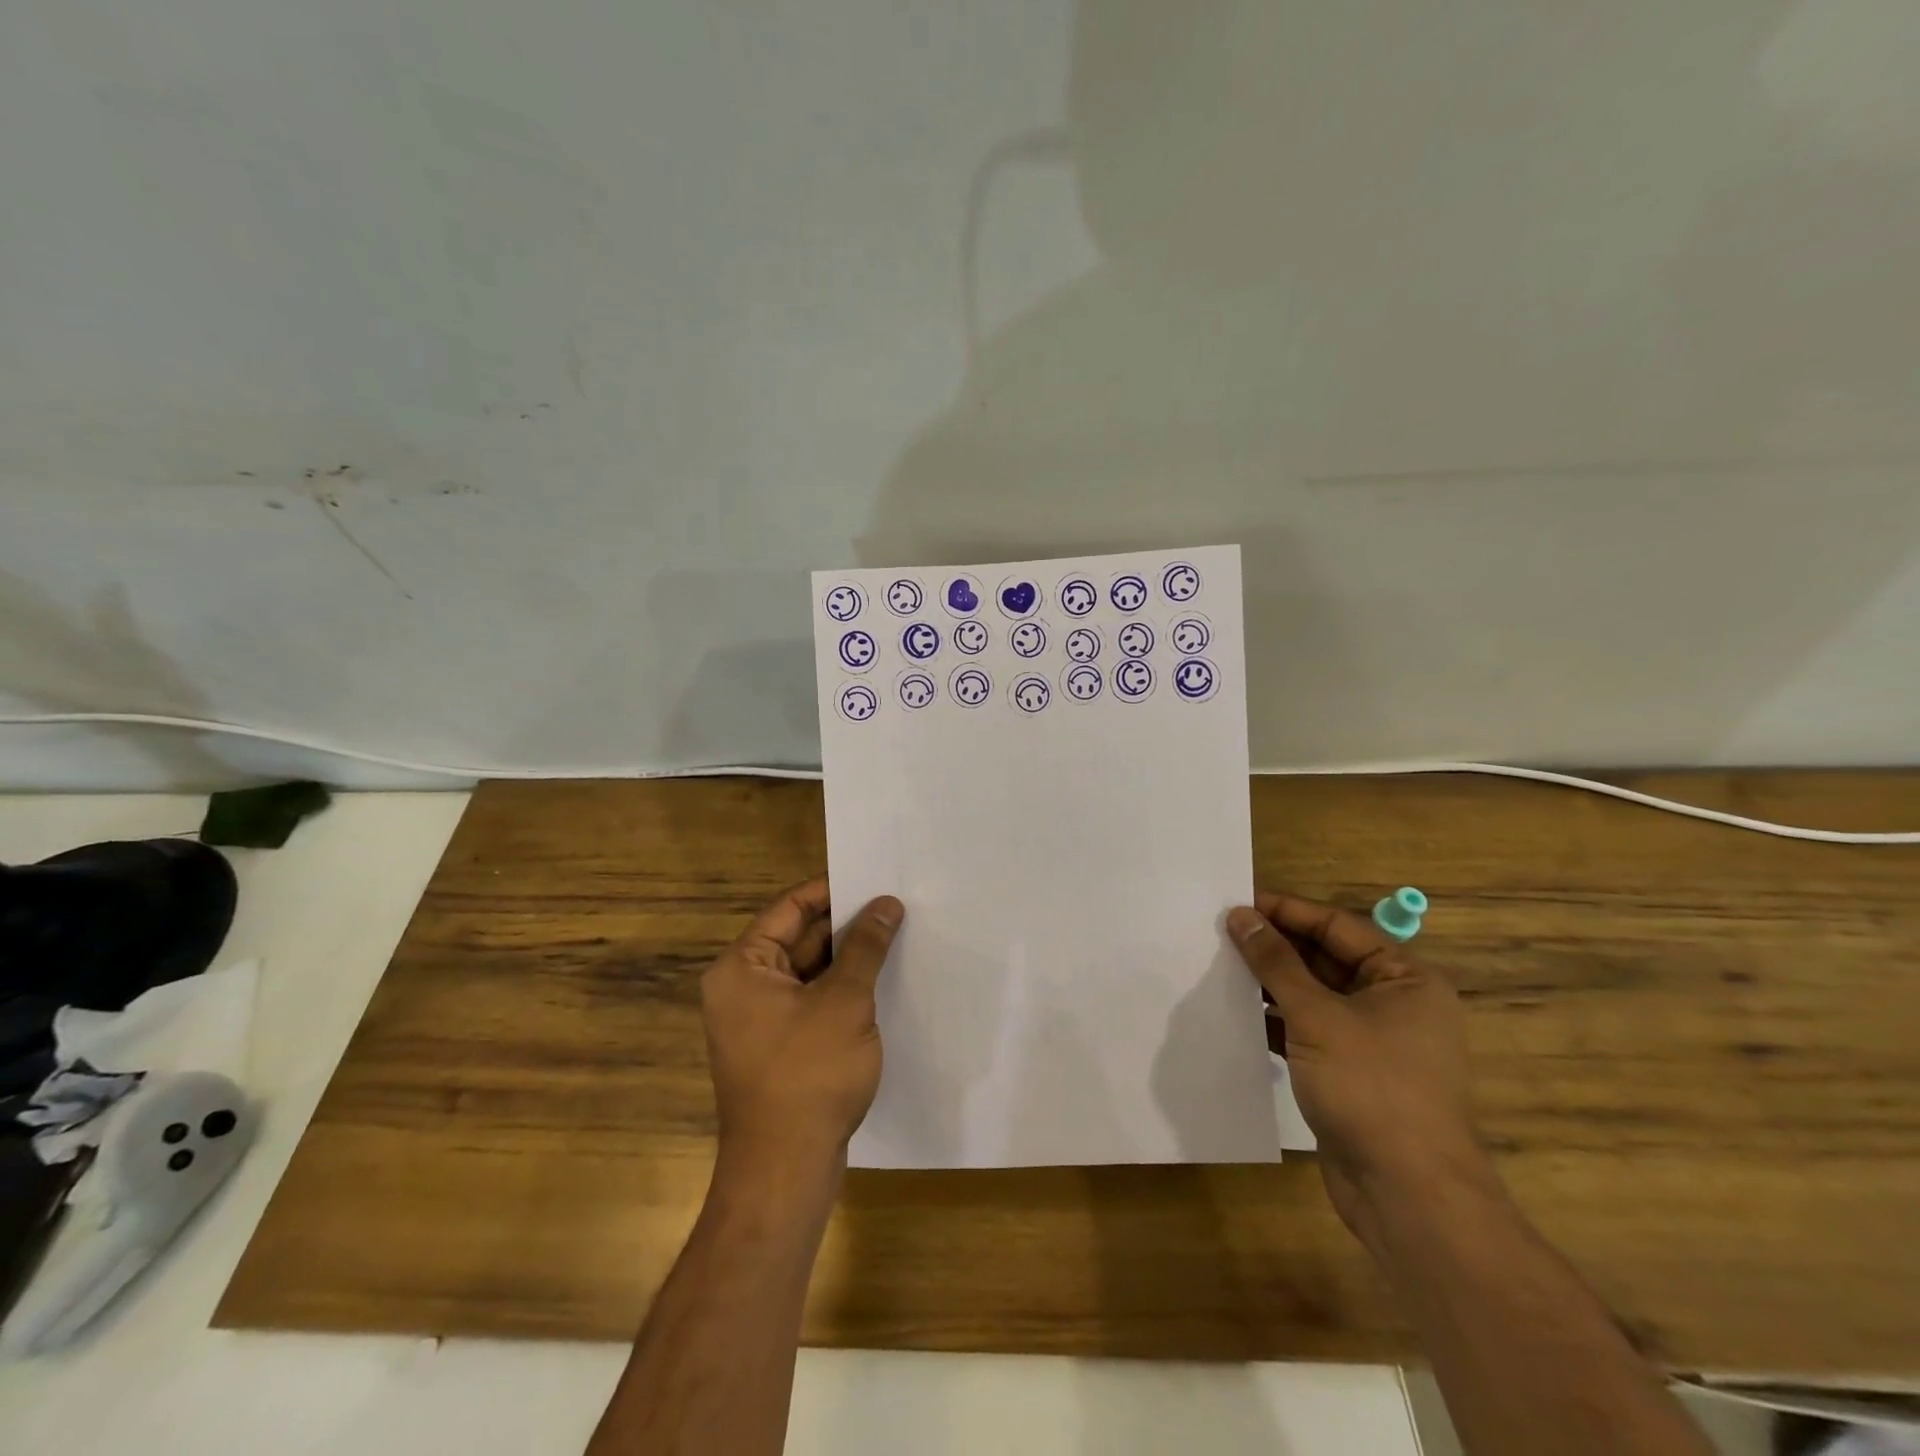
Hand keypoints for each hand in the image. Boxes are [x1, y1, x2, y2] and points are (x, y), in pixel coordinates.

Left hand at [702, 879, 903, 1172]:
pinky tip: (882, 984)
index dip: (832, 891)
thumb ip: (865, 946)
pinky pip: (812, 1004)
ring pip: (809, 974)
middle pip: (799, 939)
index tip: (873, 880)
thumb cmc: (809, 1073)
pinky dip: (842, 992)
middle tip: (894, 907)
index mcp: (742, 967)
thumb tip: (886, 903)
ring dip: (848, 960)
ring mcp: (760, 1021)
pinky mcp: (780, 1049)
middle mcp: (743, 988)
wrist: (786, 1171)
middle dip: (846, 927)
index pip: (789, 908)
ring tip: (896, 938)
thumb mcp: (845, 1000)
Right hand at [1227, 892, 1489, 1232]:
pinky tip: (1239, 1014)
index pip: (1337, 927)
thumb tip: (1240, 915)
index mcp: (1405, 979)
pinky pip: (1310, 1030)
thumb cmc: (1370, 1087)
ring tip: (1221, 967)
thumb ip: (1275, 962)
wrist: (1407, 1195)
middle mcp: (1395, 1004)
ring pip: (1315, 996)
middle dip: (1276, 947)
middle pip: (1326, 959)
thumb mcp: (1316, 1015)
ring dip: (1272, 984)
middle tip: (1222, 933)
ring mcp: (1375, 1042)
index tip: (1237, 903)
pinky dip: (1278, 1021)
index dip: (1286, 912)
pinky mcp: (1353, 1073)